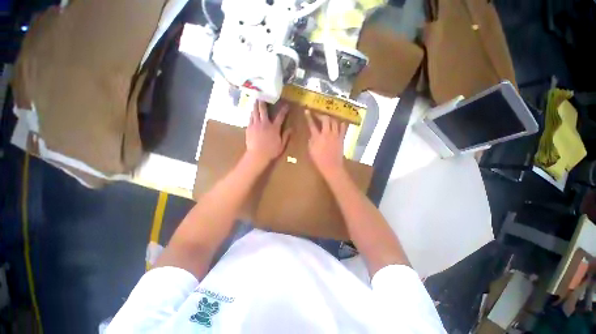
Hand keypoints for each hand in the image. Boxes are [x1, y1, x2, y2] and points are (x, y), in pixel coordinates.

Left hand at [245, 101, 290, 164]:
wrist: (257, 155)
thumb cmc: (271, 151)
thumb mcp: (282, 145)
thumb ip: (286, 136)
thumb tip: (291, 128)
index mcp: (274, 128)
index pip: (280, 116)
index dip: (284, 110)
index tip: (286, 105)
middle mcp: (265, 123)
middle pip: (263, 110)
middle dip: (263, 103)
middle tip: (262, 96)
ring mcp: (256, 125)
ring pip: (255, 112)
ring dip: (255, 106)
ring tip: (255, 101)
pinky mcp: (249, 128)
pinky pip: (250, 118)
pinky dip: (251, 114)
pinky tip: (251, 112)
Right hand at [305, 110, 346, 178]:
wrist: (332, 167)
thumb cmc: (319, 160)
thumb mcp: (311, 150)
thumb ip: (311, 140)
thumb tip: (313, 134)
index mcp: (317, 137)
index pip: (312, 124)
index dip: (309, 117)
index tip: (307, 111)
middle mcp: (327, 133)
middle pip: (325, 119)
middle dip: (321, 115)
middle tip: (318, 114)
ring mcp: (335, 135)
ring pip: (334, 122)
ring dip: (330, 118)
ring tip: (328, 118)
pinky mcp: (341, 138)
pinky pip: (342, 128)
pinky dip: (340, 124)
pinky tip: (339, 123)